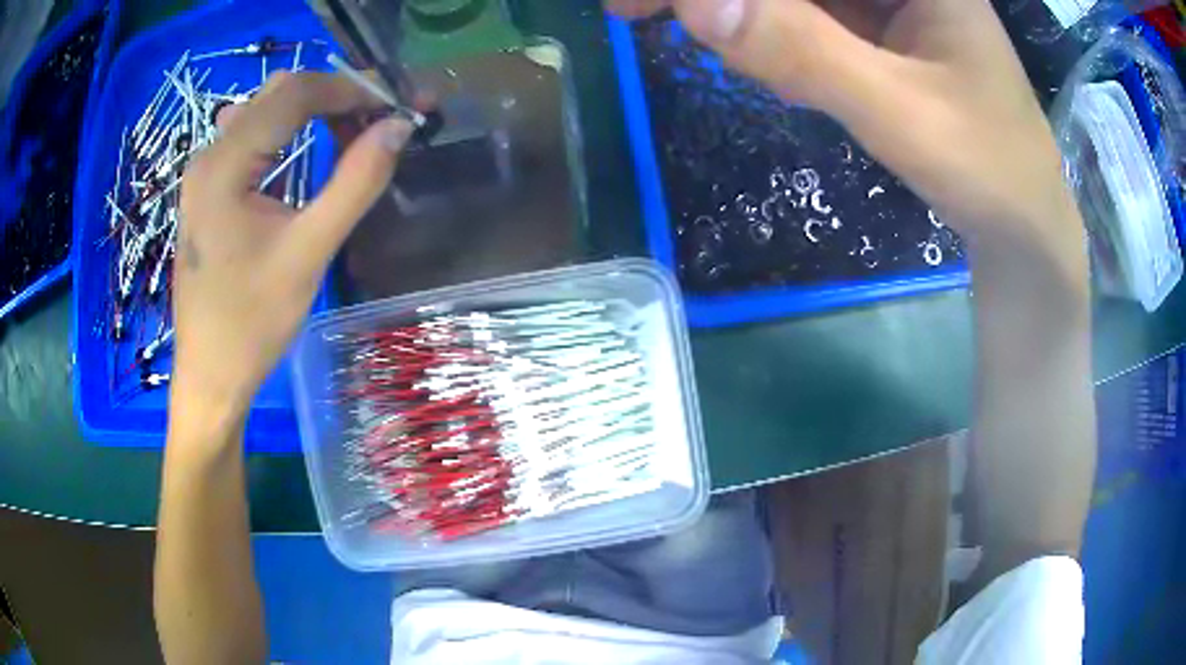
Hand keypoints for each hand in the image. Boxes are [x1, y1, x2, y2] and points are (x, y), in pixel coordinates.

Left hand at [171, 71, 411, 427]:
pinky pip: (255, 138)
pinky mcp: (210, 190)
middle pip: (279, 95)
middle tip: (383, 119)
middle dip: (336, 95)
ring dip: (316, 112)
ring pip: (267, 112)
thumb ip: (356, 182)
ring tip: (357, 133)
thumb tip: (399, 126)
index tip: (397, 104)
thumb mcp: (308, 253)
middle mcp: (209, 156)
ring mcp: (206, 172)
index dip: (351, 88)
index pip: (294, 94)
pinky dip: (293, 133)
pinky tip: (314, 153)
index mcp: (224, 166)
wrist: (210, 375)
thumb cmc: (252, 324)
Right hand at [607, 0, 1085, 277]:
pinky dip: (763, 30)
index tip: (643, 3)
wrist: (1021, 222)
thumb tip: (696, 2)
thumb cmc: (988, 170)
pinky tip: (748, 56)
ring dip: (734, 10)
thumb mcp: (902, 112)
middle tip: (632, 12)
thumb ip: (806, 52)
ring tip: (671, 30)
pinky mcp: (873, 26)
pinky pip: (802, 13)